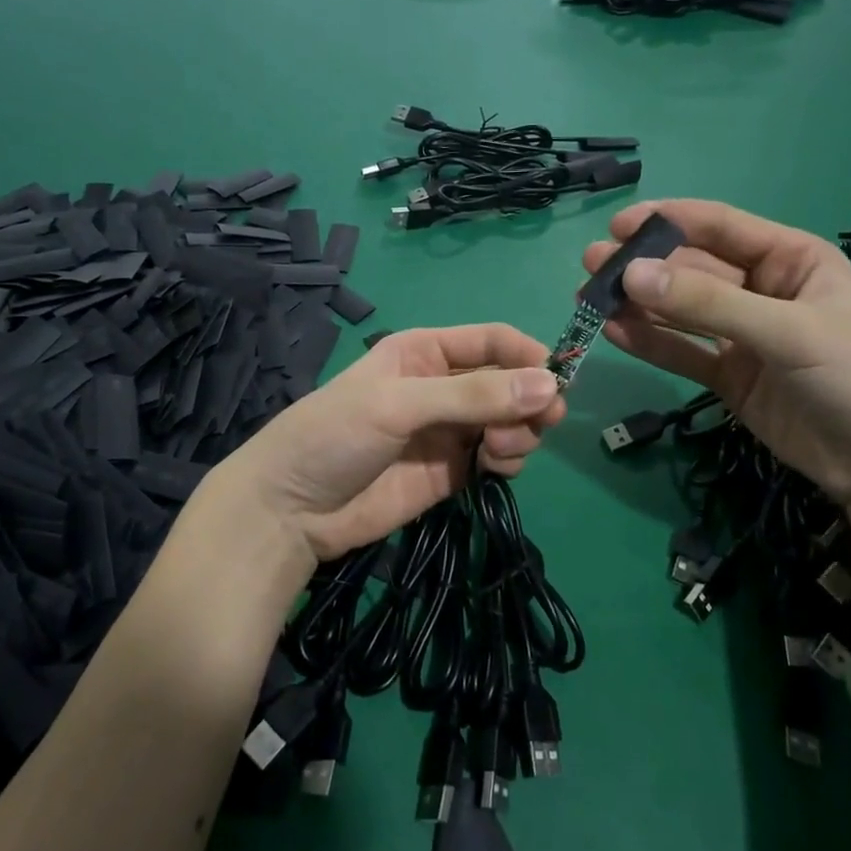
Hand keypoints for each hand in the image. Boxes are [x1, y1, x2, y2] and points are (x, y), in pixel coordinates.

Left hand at [207, 324, 566, 562]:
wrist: (291, 509)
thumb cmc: (335, 435)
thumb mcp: (400, 403)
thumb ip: (473, 395)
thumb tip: (550, 386)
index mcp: (426, 351)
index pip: (493, 341)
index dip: (529, 355)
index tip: (559, 380)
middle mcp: (444, 386)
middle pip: (509, 383)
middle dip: (529, 400)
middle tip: (540, 424)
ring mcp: (449, 431)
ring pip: (510, 421)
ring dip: (520, 432)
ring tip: (501, 450)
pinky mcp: (452, 472)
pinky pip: (497, 458)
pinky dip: (508, 460)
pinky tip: (495, 468)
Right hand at [583, 200, 850, 507]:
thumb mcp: (790, 331)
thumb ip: (709, 304)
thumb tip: (631, 275)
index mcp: (792, 260)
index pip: (721, 227)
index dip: (669, 221)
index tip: (619, 225)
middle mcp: (763, 291)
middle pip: (693, 270)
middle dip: (644, 266)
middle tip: (592, 265)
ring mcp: (745, 337)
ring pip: (681, 312)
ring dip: (639, 304)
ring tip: (590, 298)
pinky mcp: (731, 378)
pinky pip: (684, 353)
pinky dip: (650, 343)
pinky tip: (614, 332)